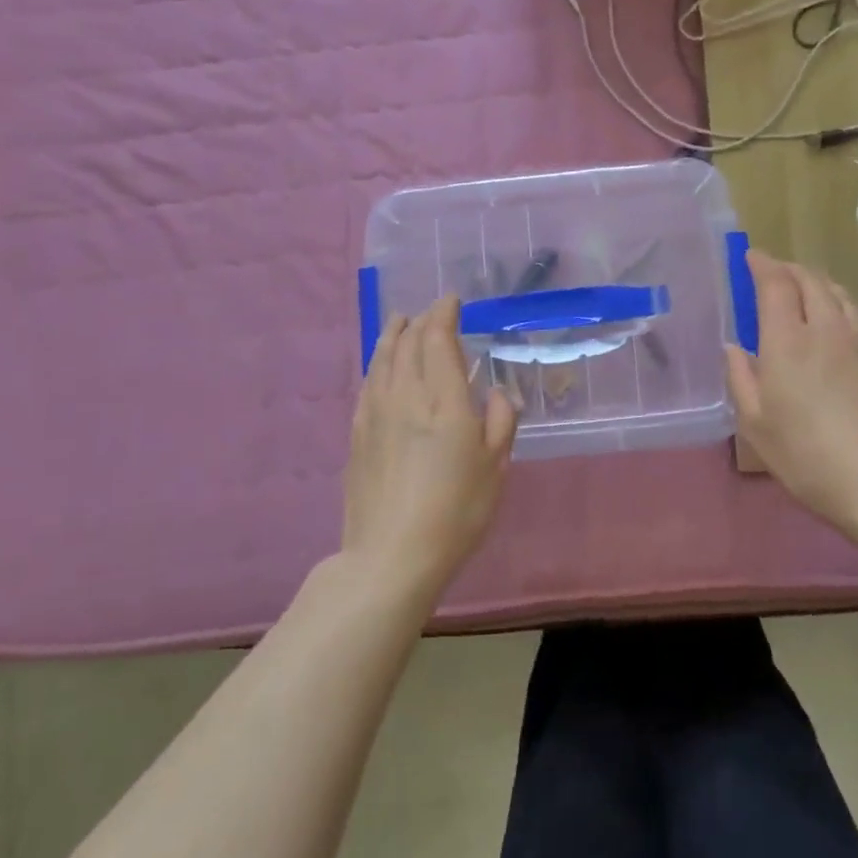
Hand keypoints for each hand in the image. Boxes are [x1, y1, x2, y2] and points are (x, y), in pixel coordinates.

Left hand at [344, 297, 516, 602]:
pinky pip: (367, 385)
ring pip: (382, 360)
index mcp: (444, 401)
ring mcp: (375, 414)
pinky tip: (380, 368)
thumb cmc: (456, 512)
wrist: (391, 556)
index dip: (443, 315)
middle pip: (407, 344)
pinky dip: (376, 365)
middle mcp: (405, 397)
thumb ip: (500, 422)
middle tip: (429, 312)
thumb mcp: (496, 468)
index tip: (451, 301)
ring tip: (399, 323)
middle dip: (420, 322)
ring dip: (392, 336)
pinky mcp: (357, 435)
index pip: (438, 340)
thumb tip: (496, 393)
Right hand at [726, 252, 857, 547]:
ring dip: (816, 282)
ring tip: (803, 289)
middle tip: (772, 272)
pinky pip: (855, 313)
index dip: (762, 264)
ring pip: (838, 293)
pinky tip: (833, 322)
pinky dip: (837, 303)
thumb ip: (740, 379)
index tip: (750, 256)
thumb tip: (733, 347)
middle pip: (810, 280)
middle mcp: (826, 328)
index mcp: (788, 340)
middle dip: (788, 268)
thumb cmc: (808, 457)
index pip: (776, 283)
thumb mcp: (756, 426)